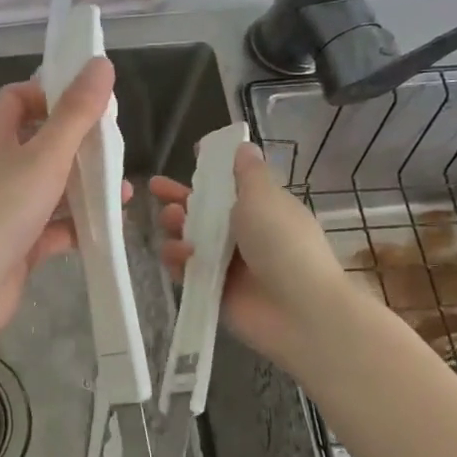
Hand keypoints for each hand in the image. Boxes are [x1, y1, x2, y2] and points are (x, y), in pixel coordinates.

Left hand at [0, 57, 127, 347]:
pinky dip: (77, 225)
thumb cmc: (3, 210)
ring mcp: (4, 207)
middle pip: (38, 142)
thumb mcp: (46, 155)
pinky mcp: (16, 242)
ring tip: (122, 190)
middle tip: (113, 147)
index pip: (16, 98)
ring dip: (83, 187)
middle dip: (76, 143)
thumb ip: (76, 113)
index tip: (86, 100)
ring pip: (49, 187)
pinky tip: (107, 229)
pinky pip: (51, 226)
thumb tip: (100, 63)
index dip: (48, 92)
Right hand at [151, 141, 350, 369]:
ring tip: (170, 223)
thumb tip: (243, 146)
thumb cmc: (284, 244)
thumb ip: (247, 173)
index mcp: (262, 208)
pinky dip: (178, 260)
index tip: (190, 157)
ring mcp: (227, 264)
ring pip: (190, 239)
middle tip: (157, 190)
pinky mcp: (212, 290)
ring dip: (176, 228)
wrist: (299, 311)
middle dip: (180, 199)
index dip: (209, 172)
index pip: (230, 186)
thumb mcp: (265, 197)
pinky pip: (185, 270)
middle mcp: (244, 234)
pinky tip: (179, 255)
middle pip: (204, 212)